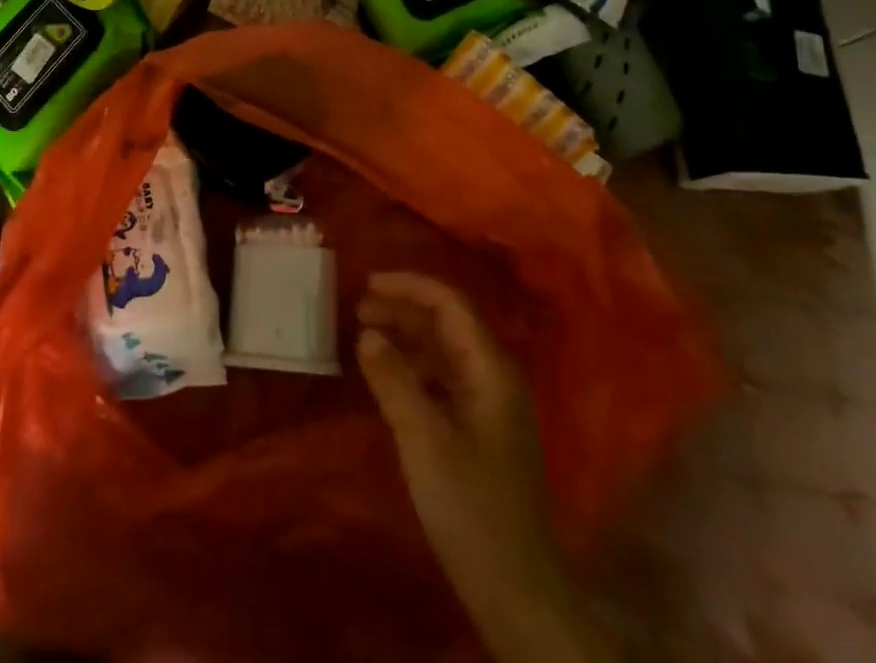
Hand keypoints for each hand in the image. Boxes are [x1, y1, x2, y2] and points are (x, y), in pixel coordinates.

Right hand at [358, 273, 609, 662]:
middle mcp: (495, 377)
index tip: (367, 283)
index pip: (450, 304)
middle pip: (447, 323)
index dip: (409, 286)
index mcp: (491, 369)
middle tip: (358, 310)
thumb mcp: (423, 439)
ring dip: (406, 338)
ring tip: (365, 338)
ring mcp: (490, 406)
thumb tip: (368, 334)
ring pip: (444, 352)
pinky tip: (387, 379)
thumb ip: (394, 380)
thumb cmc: (471, 508)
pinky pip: (444, 381)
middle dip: (403, 310)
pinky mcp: (481, 432)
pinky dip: (414, 369)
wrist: (517, 592)